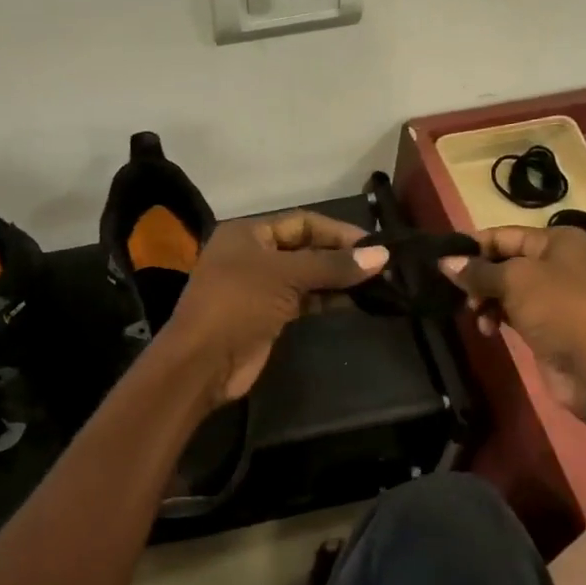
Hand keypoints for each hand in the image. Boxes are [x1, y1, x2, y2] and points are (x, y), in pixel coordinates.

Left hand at [165, 211, 389, 404]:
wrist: (203, 362)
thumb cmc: (238, 304)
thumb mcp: (286, 277)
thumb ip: (333, 265)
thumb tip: (383, 255)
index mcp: (248, 233)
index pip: (302, 222)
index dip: (338, 231)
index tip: (374, 245)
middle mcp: (253, 255)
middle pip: (306, 248)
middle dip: (341, 255)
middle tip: (382, 265)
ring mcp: (260, 287)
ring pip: (307, 276)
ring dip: (338, 279)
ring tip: (377, 284)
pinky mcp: (269, 315)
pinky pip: (304, 299)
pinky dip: (327, 298)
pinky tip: (355, 301)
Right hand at [441, 225, 585, 418]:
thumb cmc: (560, 311)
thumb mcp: (515, 282)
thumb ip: (478, 271)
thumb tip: (444, 262)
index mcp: (557, 241)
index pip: (503, 235)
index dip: (472, 247)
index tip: (440, 263)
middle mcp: (557, 263)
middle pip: (503, 262)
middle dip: (478, 278)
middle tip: (459, 296)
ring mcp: (554, 295)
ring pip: (506, 290)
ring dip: (485, 301)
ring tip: (476, 316)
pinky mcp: (548, 324)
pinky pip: (513, 313)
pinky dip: (497, 318)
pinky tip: (488, 331)